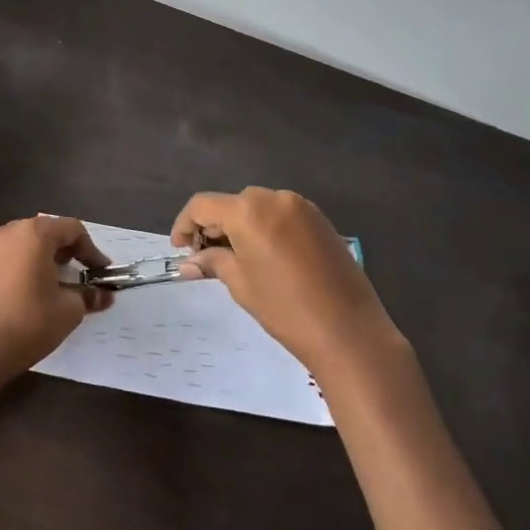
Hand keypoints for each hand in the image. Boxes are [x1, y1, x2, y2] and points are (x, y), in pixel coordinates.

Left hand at [0, 215, 112, 383]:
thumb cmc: (31, 321)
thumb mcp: (69, 309)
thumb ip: (89, 295)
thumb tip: (104, 296)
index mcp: (34, 233)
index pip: (72, 229)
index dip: (92, 250)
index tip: (102, 272)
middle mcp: (10, 231)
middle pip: (48, 232)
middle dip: (70, 252)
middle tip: (84, 275)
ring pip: (28, 244)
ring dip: (48, 259)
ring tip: (61, 284)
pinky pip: (12, 257)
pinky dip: (28, 266)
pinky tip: (36, 291)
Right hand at [172, 188, 399, 377]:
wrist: (349, 331)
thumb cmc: (285, 307)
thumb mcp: (240, 283)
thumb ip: (213, 262)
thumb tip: (190, 262)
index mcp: (248, 210)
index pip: (203, 205)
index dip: (185, 225)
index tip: (180, 250)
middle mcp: (274, 198)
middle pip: (232, 204)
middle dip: (214, 226)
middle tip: (206, 257)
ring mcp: (302, 207)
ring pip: (258, 208)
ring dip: (241, 227)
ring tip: (236, 259)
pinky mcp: (322, 221)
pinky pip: (282, 216)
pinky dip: (266, 229)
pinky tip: (266, 257)